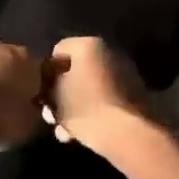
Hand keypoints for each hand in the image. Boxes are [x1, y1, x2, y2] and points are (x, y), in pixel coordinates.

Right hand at [43, 36, 153, 154]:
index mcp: (89, 44)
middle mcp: (110, 51)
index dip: (46, 74)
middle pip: (76, 71)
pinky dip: (94, 111)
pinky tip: (83, 133)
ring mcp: (125, 72)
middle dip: (62, 94)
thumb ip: (48, 84)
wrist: (126, 132)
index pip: (58, 51)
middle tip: (52, 117)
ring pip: (90, 87)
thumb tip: (50, 82)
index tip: (43, 95)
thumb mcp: (54, 95)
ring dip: (76, 107)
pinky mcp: (135, 93)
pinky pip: (106, 98)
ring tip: (65, 132)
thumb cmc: (83, 108)